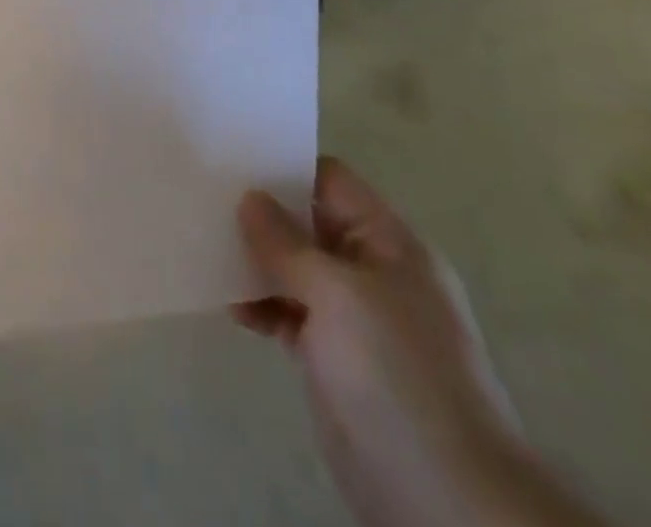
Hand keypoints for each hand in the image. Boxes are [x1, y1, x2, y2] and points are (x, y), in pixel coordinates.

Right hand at [235, 160, 607, 526]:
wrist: (446, 499)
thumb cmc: (396, 373)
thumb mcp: (337, 294)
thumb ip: (287, 243)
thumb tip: (250, 198)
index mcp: (388, 243)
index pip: (331, 181)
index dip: (285, 166)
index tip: (231, 158)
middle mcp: (372, 271)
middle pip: (309, 223)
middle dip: (262, 213)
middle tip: (204, 197)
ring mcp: (354, 318)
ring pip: (295, 270)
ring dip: (255, 260)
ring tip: (204, 246)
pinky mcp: (334, 359)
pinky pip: (289, 313)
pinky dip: (261, 305)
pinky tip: (227, 302)